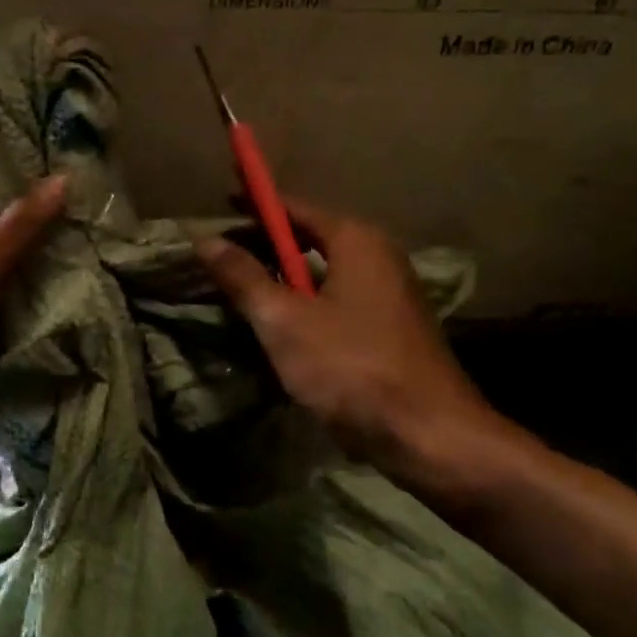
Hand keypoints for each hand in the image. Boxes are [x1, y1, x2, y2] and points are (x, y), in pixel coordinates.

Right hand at [195, 198, 541, 510]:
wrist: (431, 437)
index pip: (294, 206)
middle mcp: (378, 256)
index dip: (256, 203)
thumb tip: (205, 239)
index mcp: (355, 240)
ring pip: (323, 273)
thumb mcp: (284, 321)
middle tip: (223, 252)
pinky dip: (305, 303)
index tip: (223, 199)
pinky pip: (337, 299)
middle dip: (266, 243)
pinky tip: (281, 326)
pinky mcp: (391, 327)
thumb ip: (244, 277)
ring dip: (284, 277)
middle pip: (310, 237)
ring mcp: (389, 293)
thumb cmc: (352, 367)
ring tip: (243, 288)